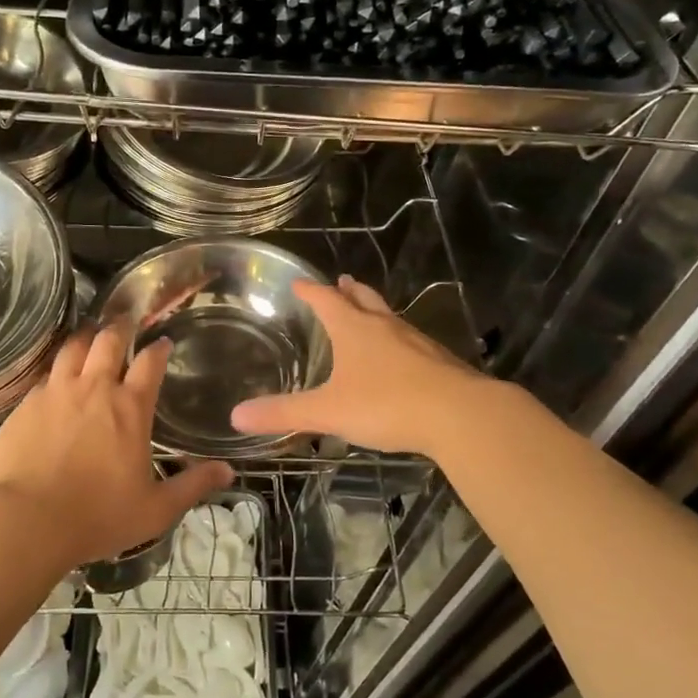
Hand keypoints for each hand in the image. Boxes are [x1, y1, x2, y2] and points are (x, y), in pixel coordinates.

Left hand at [0, 323, 233, 569]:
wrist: (24, 520)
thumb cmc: (97, 516)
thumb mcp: (155, 509)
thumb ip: (192, 486)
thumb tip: (228, 471)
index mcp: (129, 408)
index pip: (150, 363)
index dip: (158, 348)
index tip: (163, 341)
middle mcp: (94, 388)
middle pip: (109, 341)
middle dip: (121, 327)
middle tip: (125, 322)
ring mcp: (56, 392)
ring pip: (73, 348)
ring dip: (86, 338)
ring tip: (90, 334)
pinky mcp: (26, 404)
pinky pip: (45, 375)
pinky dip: (57, 368)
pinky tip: (56, 376)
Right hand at [230, 275, 487, 456]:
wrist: (460, 415)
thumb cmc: (387, 404)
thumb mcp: (329, 411)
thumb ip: (284, 413)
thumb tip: (236, 415)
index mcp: (354, 329)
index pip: (326, 300)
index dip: (310, 291)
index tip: (299, 283)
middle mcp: (385, 326)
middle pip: (364, 299)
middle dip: (349, 291)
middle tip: (342, 282)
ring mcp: (416, 342)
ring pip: (390, 318)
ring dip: (375, 311)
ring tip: (368, 313)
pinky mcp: (439, 362)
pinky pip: (411, 342)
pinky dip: (398, 340)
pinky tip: (401, 357)